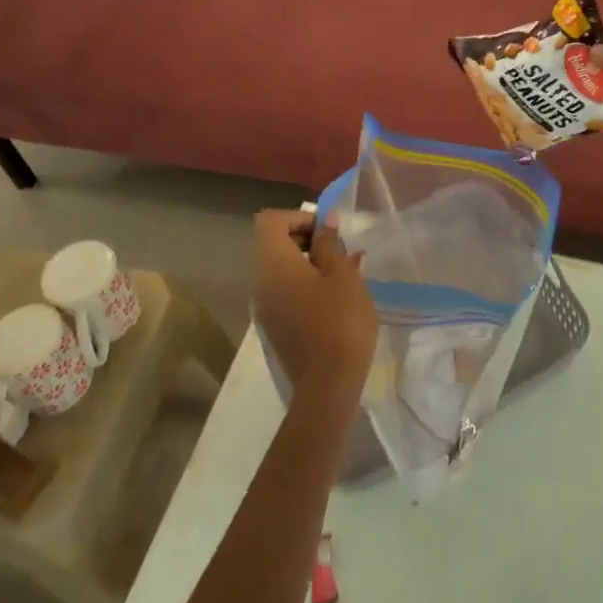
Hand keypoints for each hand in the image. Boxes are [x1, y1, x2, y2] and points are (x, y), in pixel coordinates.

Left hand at [251, 211, 377, 407]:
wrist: (328, 385)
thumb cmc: (340, 322)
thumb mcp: (343, 275)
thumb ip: (330, 243)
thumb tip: (323, 224)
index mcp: (273, 263)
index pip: (270, 220)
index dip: (299, 217)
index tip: (328, 231)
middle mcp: (260, 280)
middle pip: (272, 243)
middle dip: (305, 238)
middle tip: (339, 250)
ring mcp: (264, 306)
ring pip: (279, 268)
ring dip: (307, 261)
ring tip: (342, 273)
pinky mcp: (274, 325)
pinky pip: (283, 290)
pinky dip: (304, 283)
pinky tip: (333, 298)